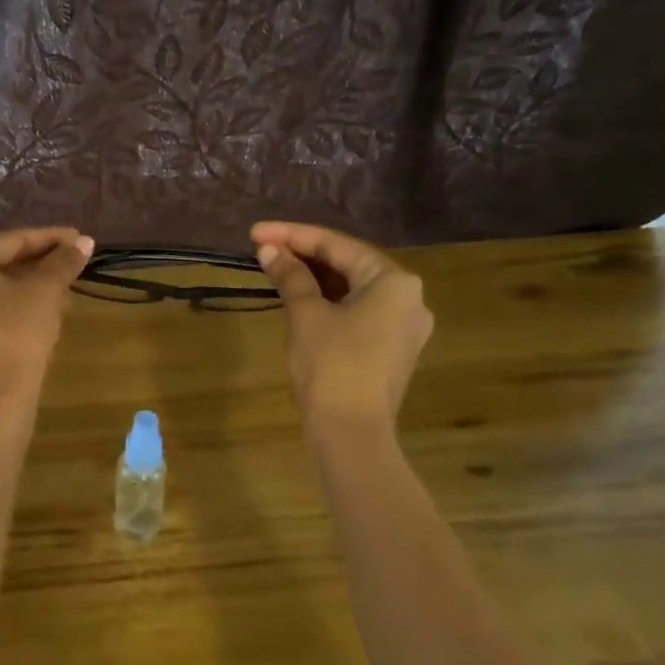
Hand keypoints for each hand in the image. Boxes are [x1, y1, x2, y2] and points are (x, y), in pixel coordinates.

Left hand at [0, 228, 93, 408]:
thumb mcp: (45, 292)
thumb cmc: (16, 334)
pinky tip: (38, 320)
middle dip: (39, 267)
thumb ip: (63, 262)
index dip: (51, 239)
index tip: (80, 241)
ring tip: (62, 297)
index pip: (12, 241)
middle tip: (72, 269)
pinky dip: (10, 311)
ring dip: (28, 290)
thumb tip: (83, 242)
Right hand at [251, 221, 432, 438]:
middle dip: (304, 254)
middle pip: (349, 264)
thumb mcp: (306, 314)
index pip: (337, 245)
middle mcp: (409, 297)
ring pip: (353, 289)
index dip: (292, 235)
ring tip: (276, 267)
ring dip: (315, 278)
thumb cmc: (331, 365)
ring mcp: (404, 326)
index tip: (255, 232)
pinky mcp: (392, 349)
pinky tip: (300, 296)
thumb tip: (269, 249)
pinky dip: (329, 301)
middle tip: (263, 248)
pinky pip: (358, 311)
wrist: (352, 432)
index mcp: (394, 281)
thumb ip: (290, 276)